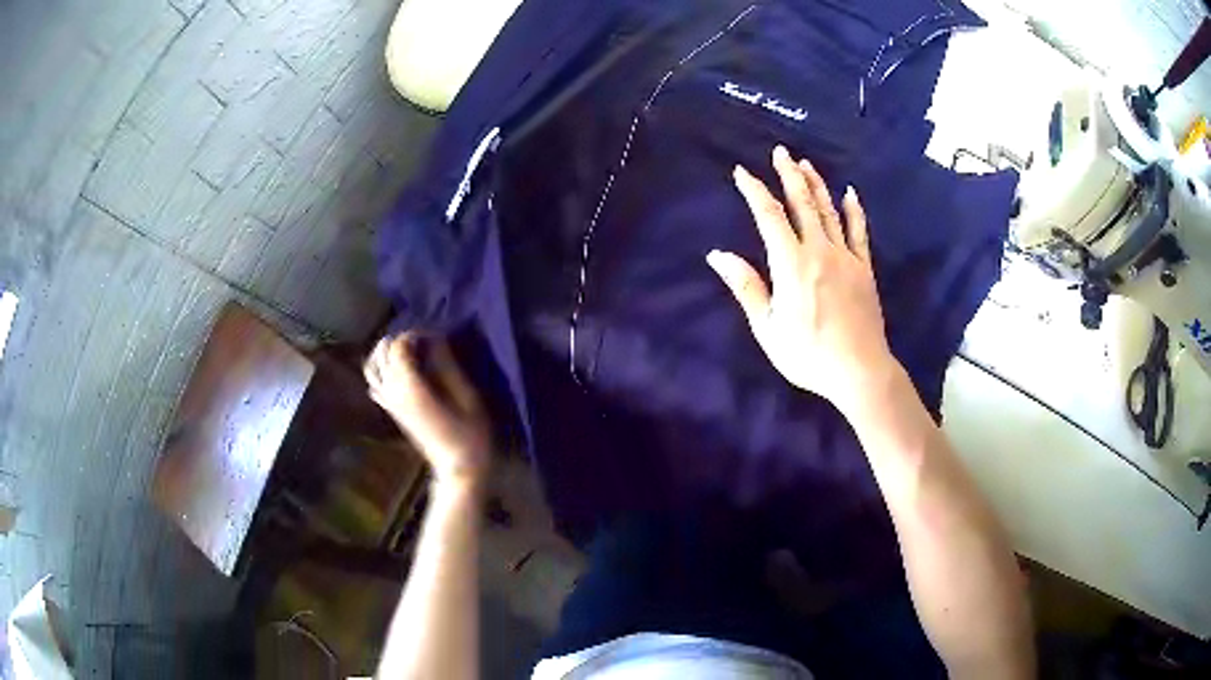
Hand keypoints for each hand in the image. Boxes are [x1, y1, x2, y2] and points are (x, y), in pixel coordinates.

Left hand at [364, 334, 491, 486]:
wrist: (458, 468)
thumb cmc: (469, 434)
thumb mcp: (466, 396)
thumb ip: (447, 365)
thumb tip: (435, 339)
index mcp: (410, 386)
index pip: (399, 345)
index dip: (416, 333)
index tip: (436, 336)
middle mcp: (392, 391)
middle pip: (383, 351)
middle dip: (400, 339)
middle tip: (424, 342)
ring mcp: (389, 402)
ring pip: (372, 366)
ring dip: (386, 352)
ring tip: (408, 351)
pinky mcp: (391, 410)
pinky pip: (374, 384)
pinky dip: (381, 371)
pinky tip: (398, 372)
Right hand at [707, 145, 896, 413]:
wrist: (860, 371)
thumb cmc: (809, 354)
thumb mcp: (768, 328)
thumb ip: (746, 287)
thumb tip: (718, 255)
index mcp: (791, 264)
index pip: (769, 216)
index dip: (754, 191)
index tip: (742, 172)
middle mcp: (819, 250)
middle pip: (802, 203)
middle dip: (788, 175)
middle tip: (781, 151)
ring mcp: (845, 257)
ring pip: (829, 210)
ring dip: (816, 184)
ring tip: (806, 164)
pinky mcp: (864, 268)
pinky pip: (859, 231)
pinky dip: (854, 210)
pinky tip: (850, 193)